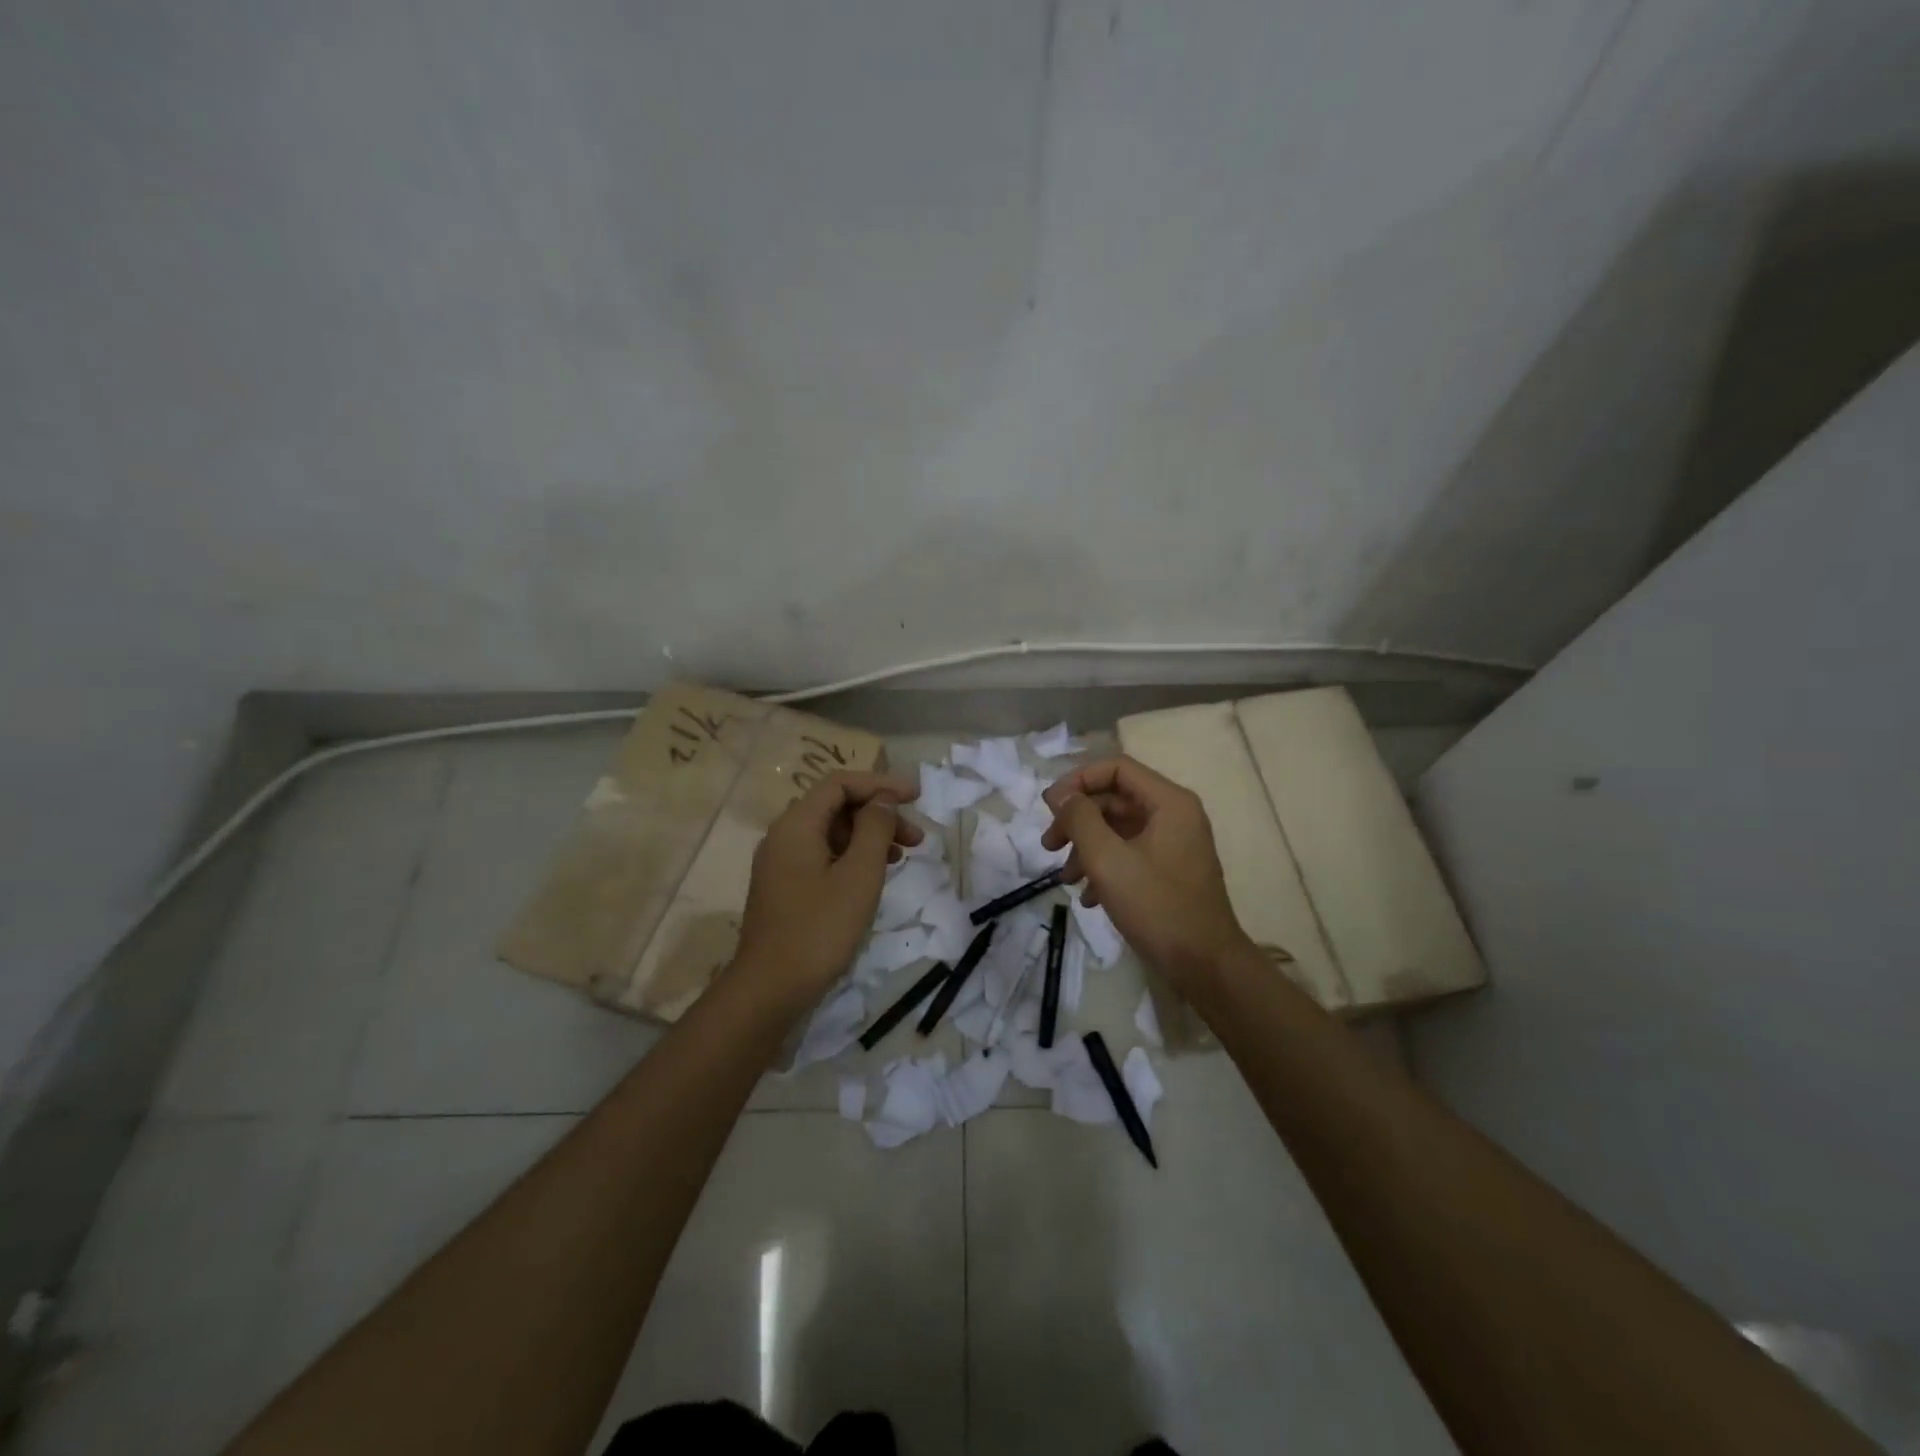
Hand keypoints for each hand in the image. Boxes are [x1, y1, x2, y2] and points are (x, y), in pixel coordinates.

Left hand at [730, 770, 922, 1013]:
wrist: (770, 989)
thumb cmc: (819, 929)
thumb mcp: (859, 876)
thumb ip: (874, 829)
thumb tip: (883, 800)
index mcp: (796, 825)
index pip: (840, 784)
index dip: (880, 784)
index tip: (916, 797)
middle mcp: (784, 835)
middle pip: (836, 807)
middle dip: (879, 814)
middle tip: (917, 837)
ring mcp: (782, 863)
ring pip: (832, 833)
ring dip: (869, 837)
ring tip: (903, 856)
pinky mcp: (786, 886)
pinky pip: (823, 855)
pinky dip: (853, 856)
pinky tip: (874, 876)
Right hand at [1041, 756, 1251, 985]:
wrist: (1205, 966)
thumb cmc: (1157, 906)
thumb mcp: (1108, 860)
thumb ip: (1080, 819)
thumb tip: (1060, 794)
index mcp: (1169, 802)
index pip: (1116, 768)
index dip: (1078, 781)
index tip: (1049, 808)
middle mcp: (1175, 815)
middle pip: (1115, 799)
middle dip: (1078, 820)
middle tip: (1049, 845)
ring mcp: (1174, 844)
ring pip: (1119, 829)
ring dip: (1086, 847)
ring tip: (1065, 878)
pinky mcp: (1170, 870)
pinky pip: (1130, 853)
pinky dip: (1105, 867)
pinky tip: (1087, 897)